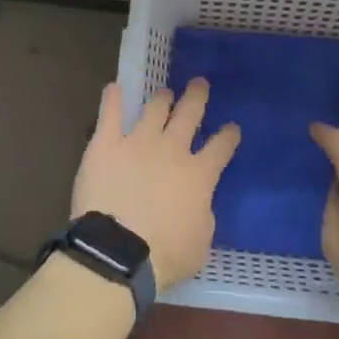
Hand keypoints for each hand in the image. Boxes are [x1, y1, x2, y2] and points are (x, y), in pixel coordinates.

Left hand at [73, 80, 240, 287]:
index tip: (232, 127)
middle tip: (199, 84)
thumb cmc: (165, 255)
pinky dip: (112, 99)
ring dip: (161, 98)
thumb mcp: (201, 241)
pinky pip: (110, 114)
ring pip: (154, 109)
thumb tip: (198, 202)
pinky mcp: (106, 144)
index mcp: (199, 174)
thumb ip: (202, 213)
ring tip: (164, 92)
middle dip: (196, 97)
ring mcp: (138, 142)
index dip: (228, 135)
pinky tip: (114, 87)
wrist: (118, 251)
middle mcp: (172, 149)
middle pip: (189, 114)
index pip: (221, 147)